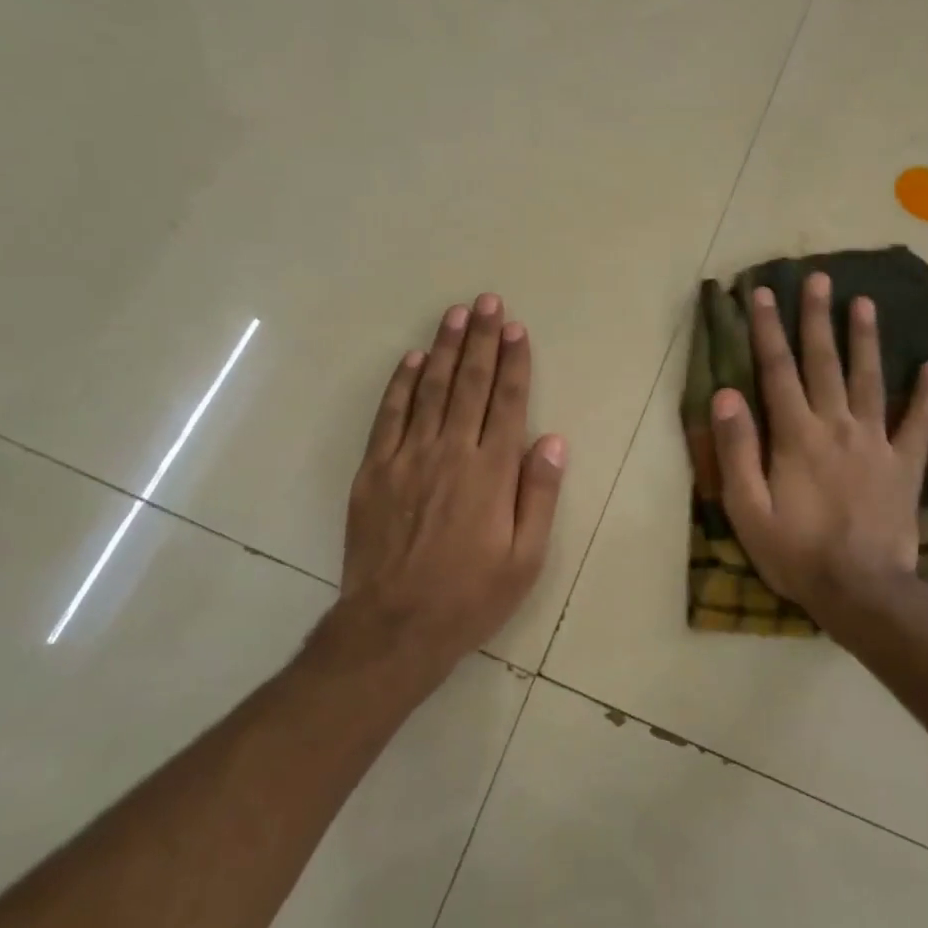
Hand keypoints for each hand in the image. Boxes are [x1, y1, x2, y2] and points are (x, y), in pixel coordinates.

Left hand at [332, 293, 566, 683]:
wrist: (395, 625)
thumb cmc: (470, 595)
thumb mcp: (525, 558)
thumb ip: (539, 495)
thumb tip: (552, 440)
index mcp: (491, 472)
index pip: (508, 402)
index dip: (514, 362)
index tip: (516, 329)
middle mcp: (451, 452)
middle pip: (470, 385)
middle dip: (481, 341)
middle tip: (487, 303)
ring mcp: (408, 457)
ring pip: (430, 390)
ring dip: (445, 349)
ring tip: (455, 315)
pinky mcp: (374, 470)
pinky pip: (390, 415)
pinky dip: (401, 384)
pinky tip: (413, 359)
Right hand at [709, 272, 927, 644]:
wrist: (862, 591)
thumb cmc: (796, 552)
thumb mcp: (747, 508)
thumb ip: (737, 449)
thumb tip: (725, 395)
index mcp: (796, 435)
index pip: (777, 370)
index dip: (767, 329)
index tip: (762, 293)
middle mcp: (837, 426)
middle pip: (824, 362)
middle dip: (817, 318)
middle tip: (818, 277)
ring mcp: (877, 442)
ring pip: (870, 379)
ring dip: (865, 339)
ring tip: (864, 302)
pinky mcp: (905, 464)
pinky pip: (919, 422)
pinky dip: (927, 394)